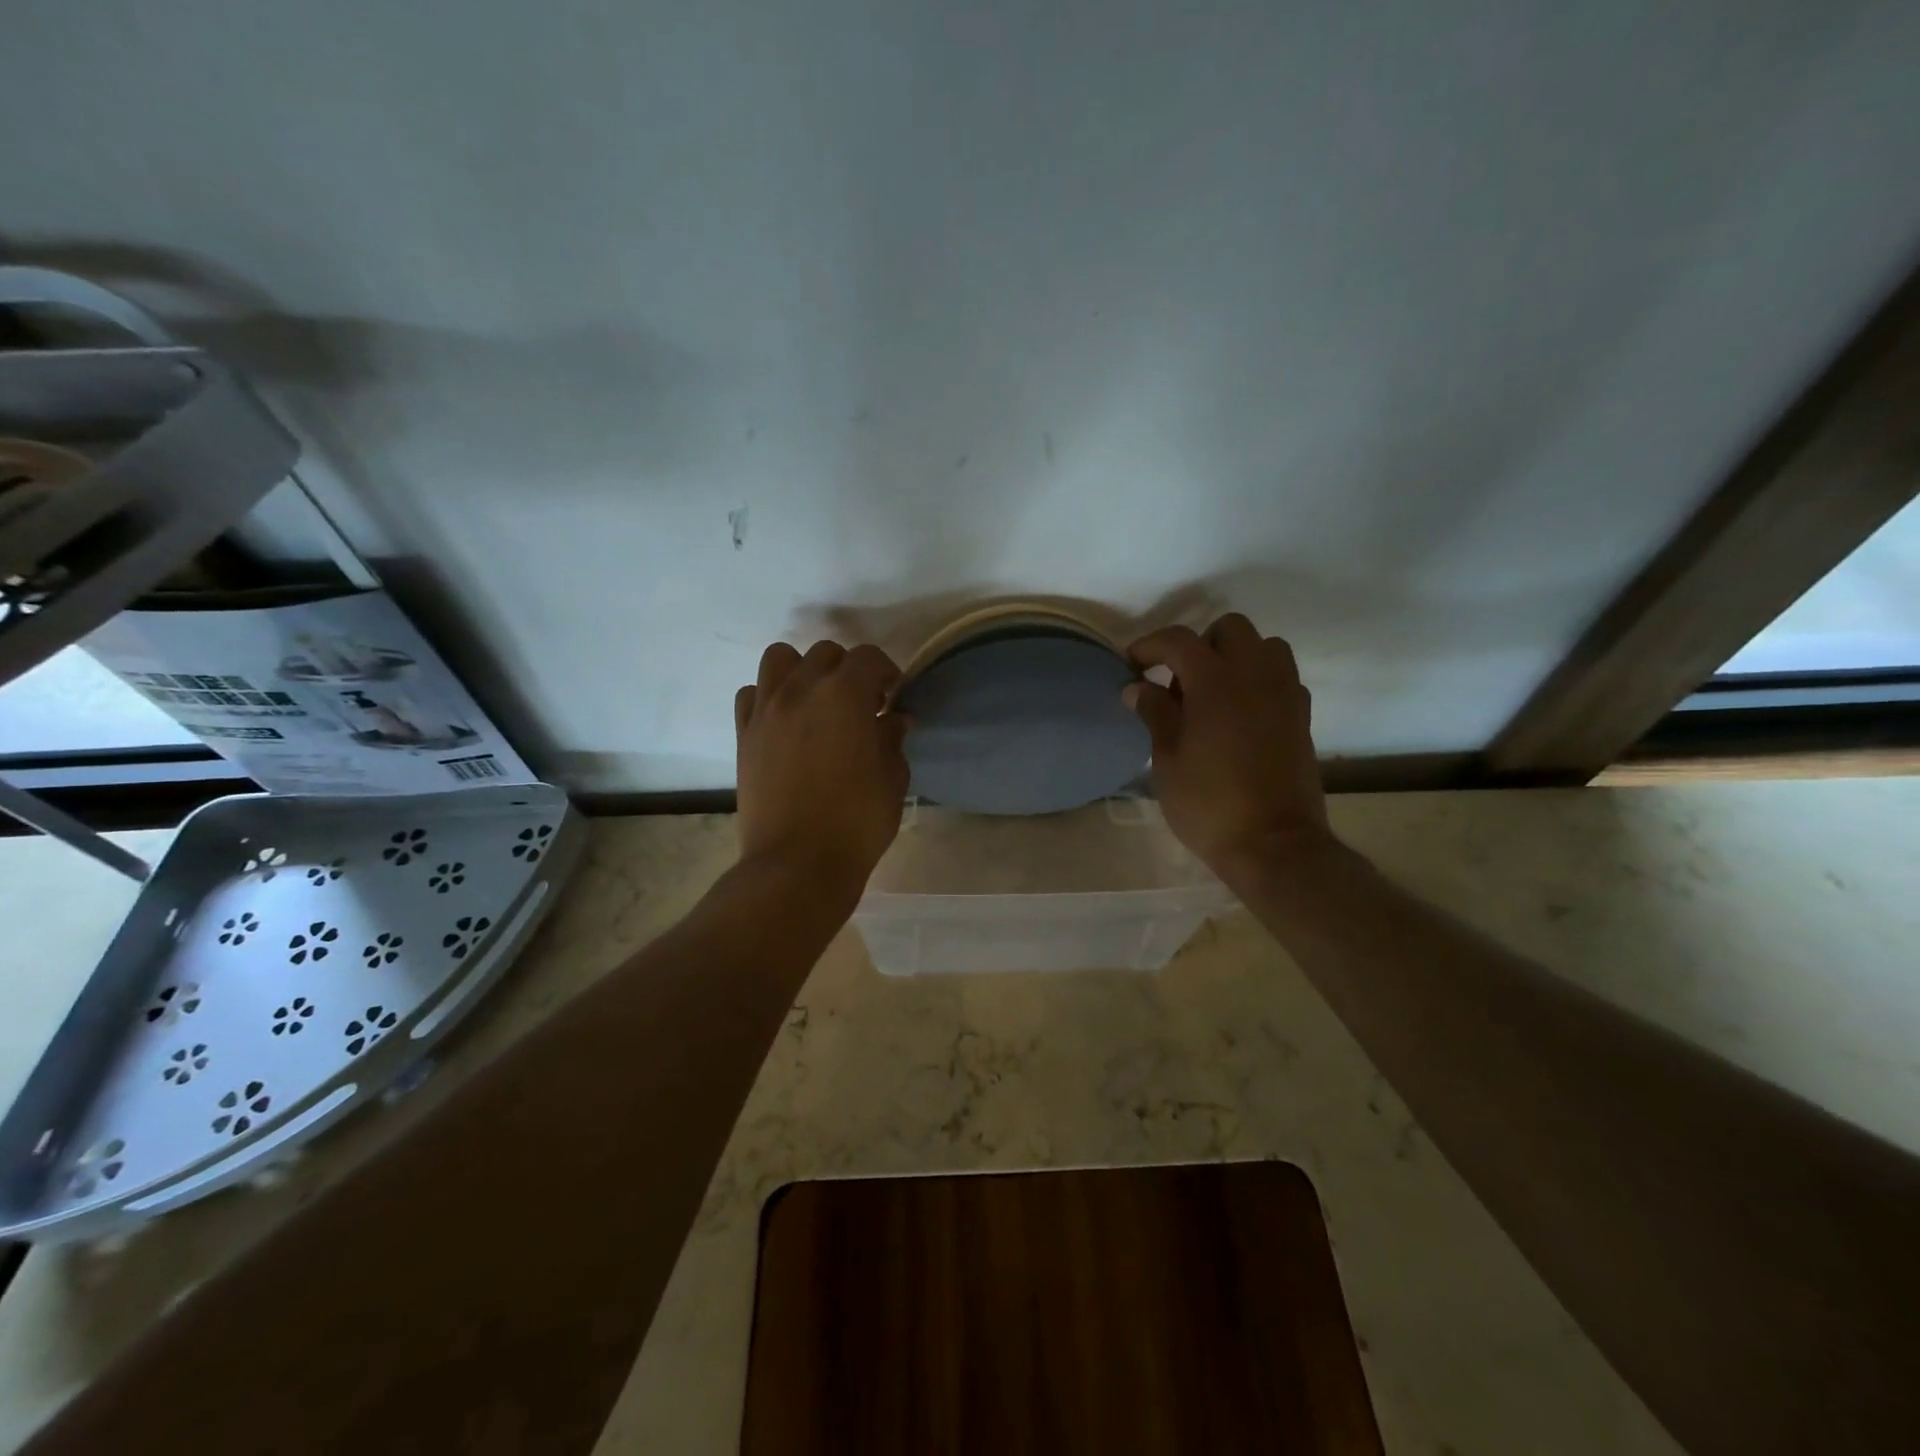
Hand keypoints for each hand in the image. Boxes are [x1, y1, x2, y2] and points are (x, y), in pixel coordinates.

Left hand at [735, 640, 909, 899]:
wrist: (797, 863)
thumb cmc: (856, 822)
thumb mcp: (892, 779)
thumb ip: (893, 739)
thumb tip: (894, 718)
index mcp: (845, 694)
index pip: (869, 658)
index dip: (887, 673)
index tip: (892, 698)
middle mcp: (801, 689)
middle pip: (825, 654)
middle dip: (847, 671)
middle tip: (860, 705)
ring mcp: (767, 710)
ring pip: (780, 659)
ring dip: (802, 671)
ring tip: (816, 702)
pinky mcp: (744, 734)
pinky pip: (752, 694)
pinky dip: (769, 697)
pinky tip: (785, 723)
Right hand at [1125, 615, 1332, 879]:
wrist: (1273, 844)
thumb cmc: (1209, 804)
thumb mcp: (1166, 760)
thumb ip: (1154, 713)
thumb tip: (1137, 687)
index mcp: (1215, 682)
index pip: (1178, 640)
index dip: (1149, 646)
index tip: (1131, 665)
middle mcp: (1255, 675)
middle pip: (1229, 628)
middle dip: (1199, 644)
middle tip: (1178, 681)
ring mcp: (1285, 693)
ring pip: (1264, 646)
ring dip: (1235, 657)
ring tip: (1213, 694)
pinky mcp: (1302, 715)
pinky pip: (1281, 676)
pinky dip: (1259, 680)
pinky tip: (1240, 714)